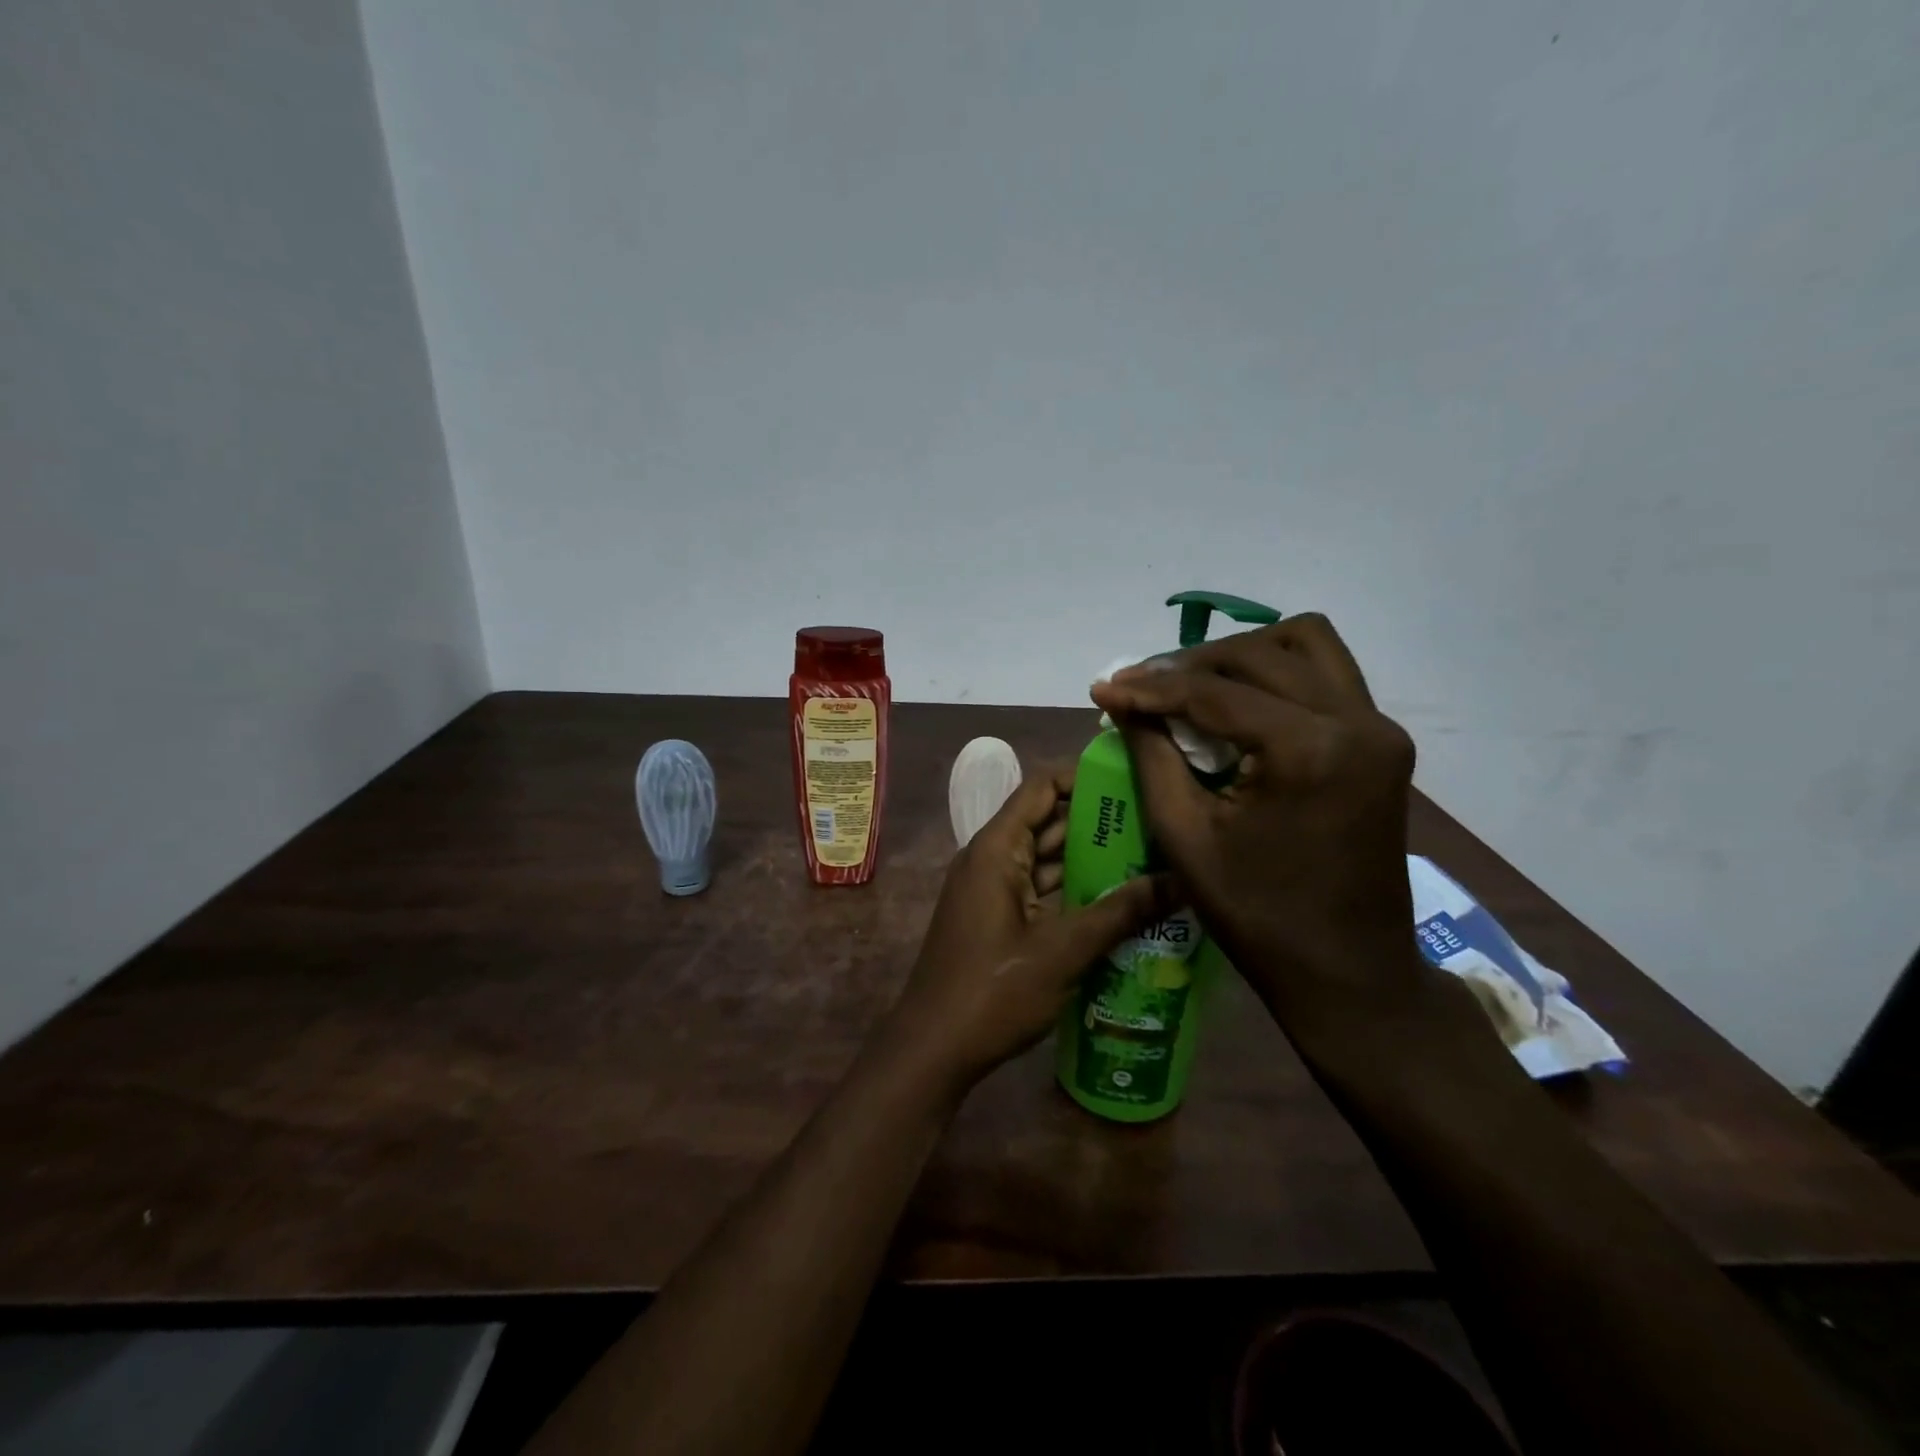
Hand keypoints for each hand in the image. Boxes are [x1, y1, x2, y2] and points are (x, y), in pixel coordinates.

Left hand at [885, 767, 1173, 1090]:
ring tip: (1152, 858)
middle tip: (1159, 823)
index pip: (1042, 787)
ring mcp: (993, 891)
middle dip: (1099, 822)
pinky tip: (1121, 902)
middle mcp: (992, 859)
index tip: (1133, 782)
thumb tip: (1181, 881)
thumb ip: (1121, 912)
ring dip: (1091, 860)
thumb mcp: (1063, 950)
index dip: (1084, 777)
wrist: (934, 1049)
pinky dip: (1075, 891)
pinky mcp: (999, 920)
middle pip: (1049, 822)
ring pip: (1048, 860)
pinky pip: (1041, 891)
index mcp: (997, 848)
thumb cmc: (993, 990)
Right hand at [1090, 614, 1470, 1061]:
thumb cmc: (1258, 917)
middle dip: (1191, 666)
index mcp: (1309, 750)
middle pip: (1261, 653)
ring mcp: (1380, 728)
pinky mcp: (1383, 741)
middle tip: (1142, 691)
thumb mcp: (1185, 836)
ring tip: (1192, 686)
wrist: (1348, 972)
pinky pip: (1326, 675)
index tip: (1103, 688)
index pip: (1215, 693)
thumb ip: (1151, 755)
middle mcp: (1357, 722)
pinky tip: (1238, 702)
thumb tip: (1122, 700)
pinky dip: (1277, 673)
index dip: (1151, 687)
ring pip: (1305, 645)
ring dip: (1241, 656)